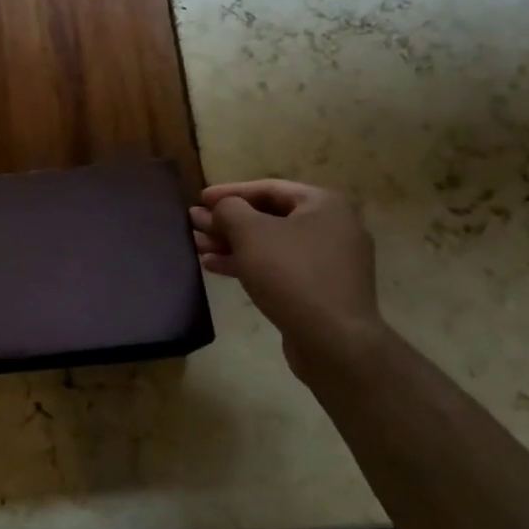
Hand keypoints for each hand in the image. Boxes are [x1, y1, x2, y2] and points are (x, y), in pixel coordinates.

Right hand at [191, 180, 387, 380]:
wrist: (334, 340)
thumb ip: (229, 210)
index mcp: (323, 205)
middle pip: (269, 217)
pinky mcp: (321, 289)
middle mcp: (332, 227)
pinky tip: (217, 268)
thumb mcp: (251, 233)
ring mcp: (329, 261)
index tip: (200, 199)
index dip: (229, 192)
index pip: (268, 188)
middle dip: (228, 221)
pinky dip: (249, 264)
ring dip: (232, 244)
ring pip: (271, 244)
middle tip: (194, 224)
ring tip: (198, 247)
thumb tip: (221, 207)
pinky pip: (280, 268)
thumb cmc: (291, 274)